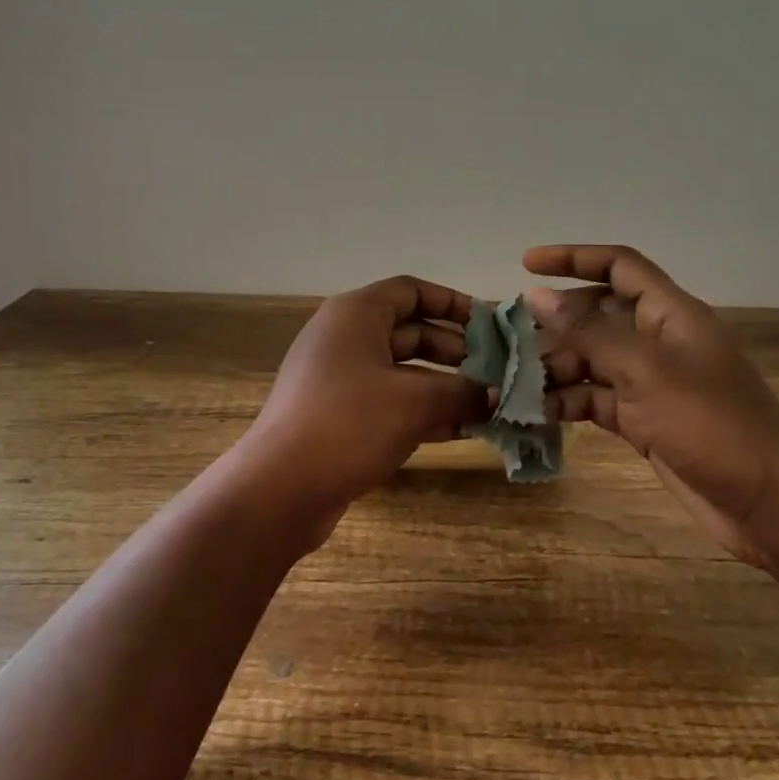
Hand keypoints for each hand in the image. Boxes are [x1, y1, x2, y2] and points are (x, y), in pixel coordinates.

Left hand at [235, 276, 488, 549]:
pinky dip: (423, 412)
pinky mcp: (339, 416)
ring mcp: (339, 379)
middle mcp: (345, 338)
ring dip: (445, 387)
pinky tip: (462, 431)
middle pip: (410, 332)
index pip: (411, 291)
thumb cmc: (349, 424)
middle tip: (497, 370)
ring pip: (403, 372)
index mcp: (355, 314)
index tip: (490, 325)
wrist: (280, 488)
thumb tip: (497, 394)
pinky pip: (390, 402)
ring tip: (490, 404)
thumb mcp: (415, 403)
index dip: (452, 303)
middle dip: (456, 351)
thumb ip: (462, 392)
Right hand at [524, 245, 778, 566]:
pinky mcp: (643, 422)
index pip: (619, 267)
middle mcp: (657, 342)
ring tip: (510, 384)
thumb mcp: (645, 371)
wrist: (769, 503)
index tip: (527, 263)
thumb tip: (536, 296)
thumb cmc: (712, 424)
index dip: (574, 258)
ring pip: (591, 361)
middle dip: (554, 323)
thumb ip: (588, 333)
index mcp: (669, 314)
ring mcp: (650, 384)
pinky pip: (595, 401)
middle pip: (597, 316)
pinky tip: (534, 414)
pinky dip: (567, 404)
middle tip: (507, 339)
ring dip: (554, 369)